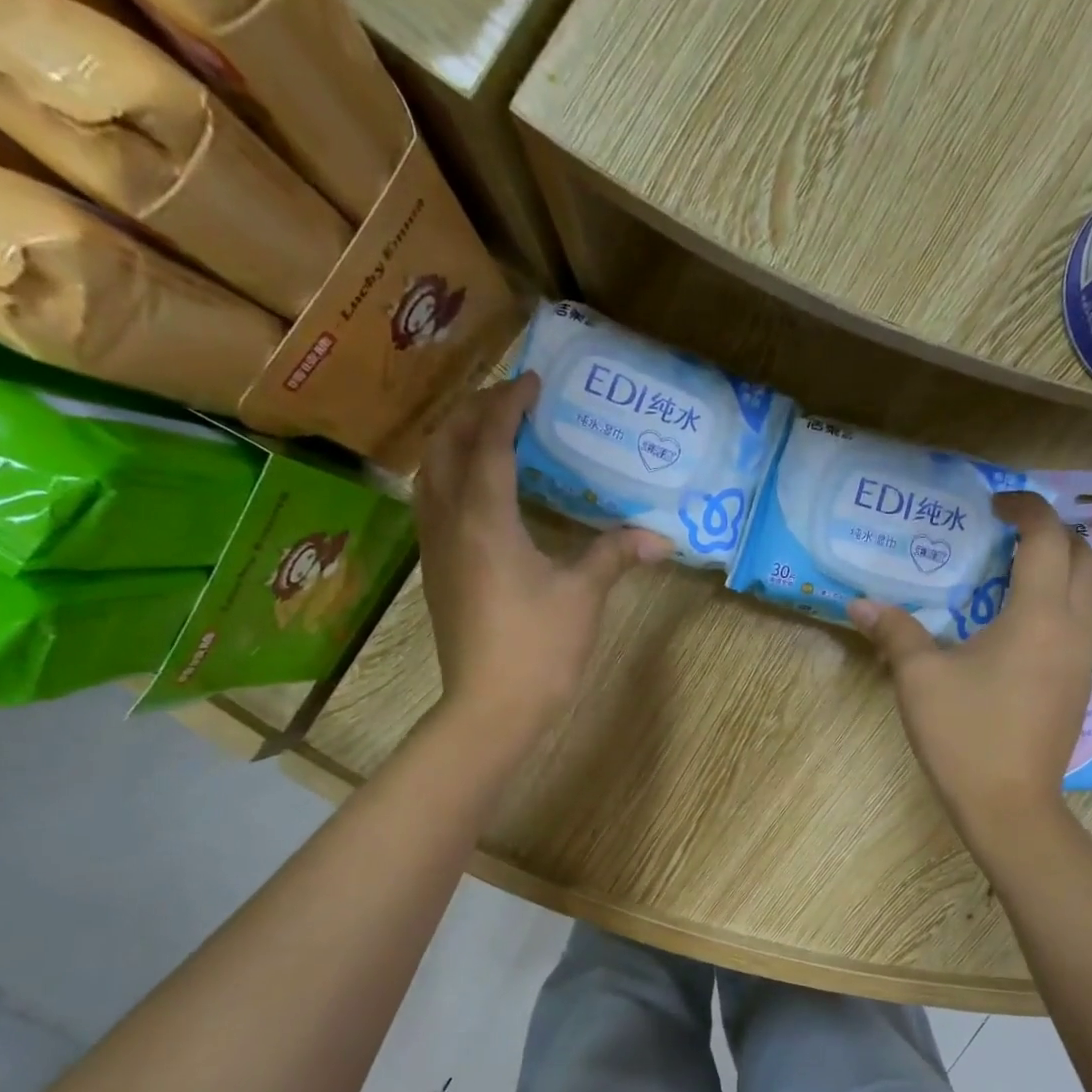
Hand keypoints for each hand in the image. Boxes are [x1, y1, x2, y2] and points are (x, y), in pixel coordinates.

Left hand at [413, 374, 672, 743]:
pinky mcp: (437, 573)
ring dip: (456, 442)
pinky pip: (433, 503)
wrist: (491, 709)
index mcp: (484, 518)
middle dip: (473, 411)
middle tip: (510, 401)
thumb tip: (661, 538)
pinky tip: (480, 490)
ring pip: (430, 474)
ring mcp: (435, 549)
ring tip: (491, 433)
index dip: (508, 404)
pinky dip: (452, 476)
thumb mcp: (583, 595)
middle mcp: (449, 522)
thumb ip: (615, 554)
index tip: (533, 383)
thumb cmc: (538, 648)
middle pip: (446, 446)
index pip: (488, 439)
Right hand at [849, 491, 1091, 848]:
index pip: (1047, 538)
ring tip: (1017, 571)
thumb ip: (894, 632)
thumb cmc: (965, 735)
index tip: (994, 503)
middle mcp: (1075, 628)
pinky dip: (1064, 601)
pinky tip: (1022, 623)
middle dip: (1052, 533)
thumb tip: (859, 604)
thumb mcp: (920, 679)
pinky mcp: (1081, 685)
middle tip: (1008, 535)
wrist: (1009, 806)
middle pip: (1084, 557)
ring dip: (1064, 566)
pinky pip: (1086, 622)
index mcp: (1039, 616)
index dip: (1026, 508)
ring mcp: (1084, 659)